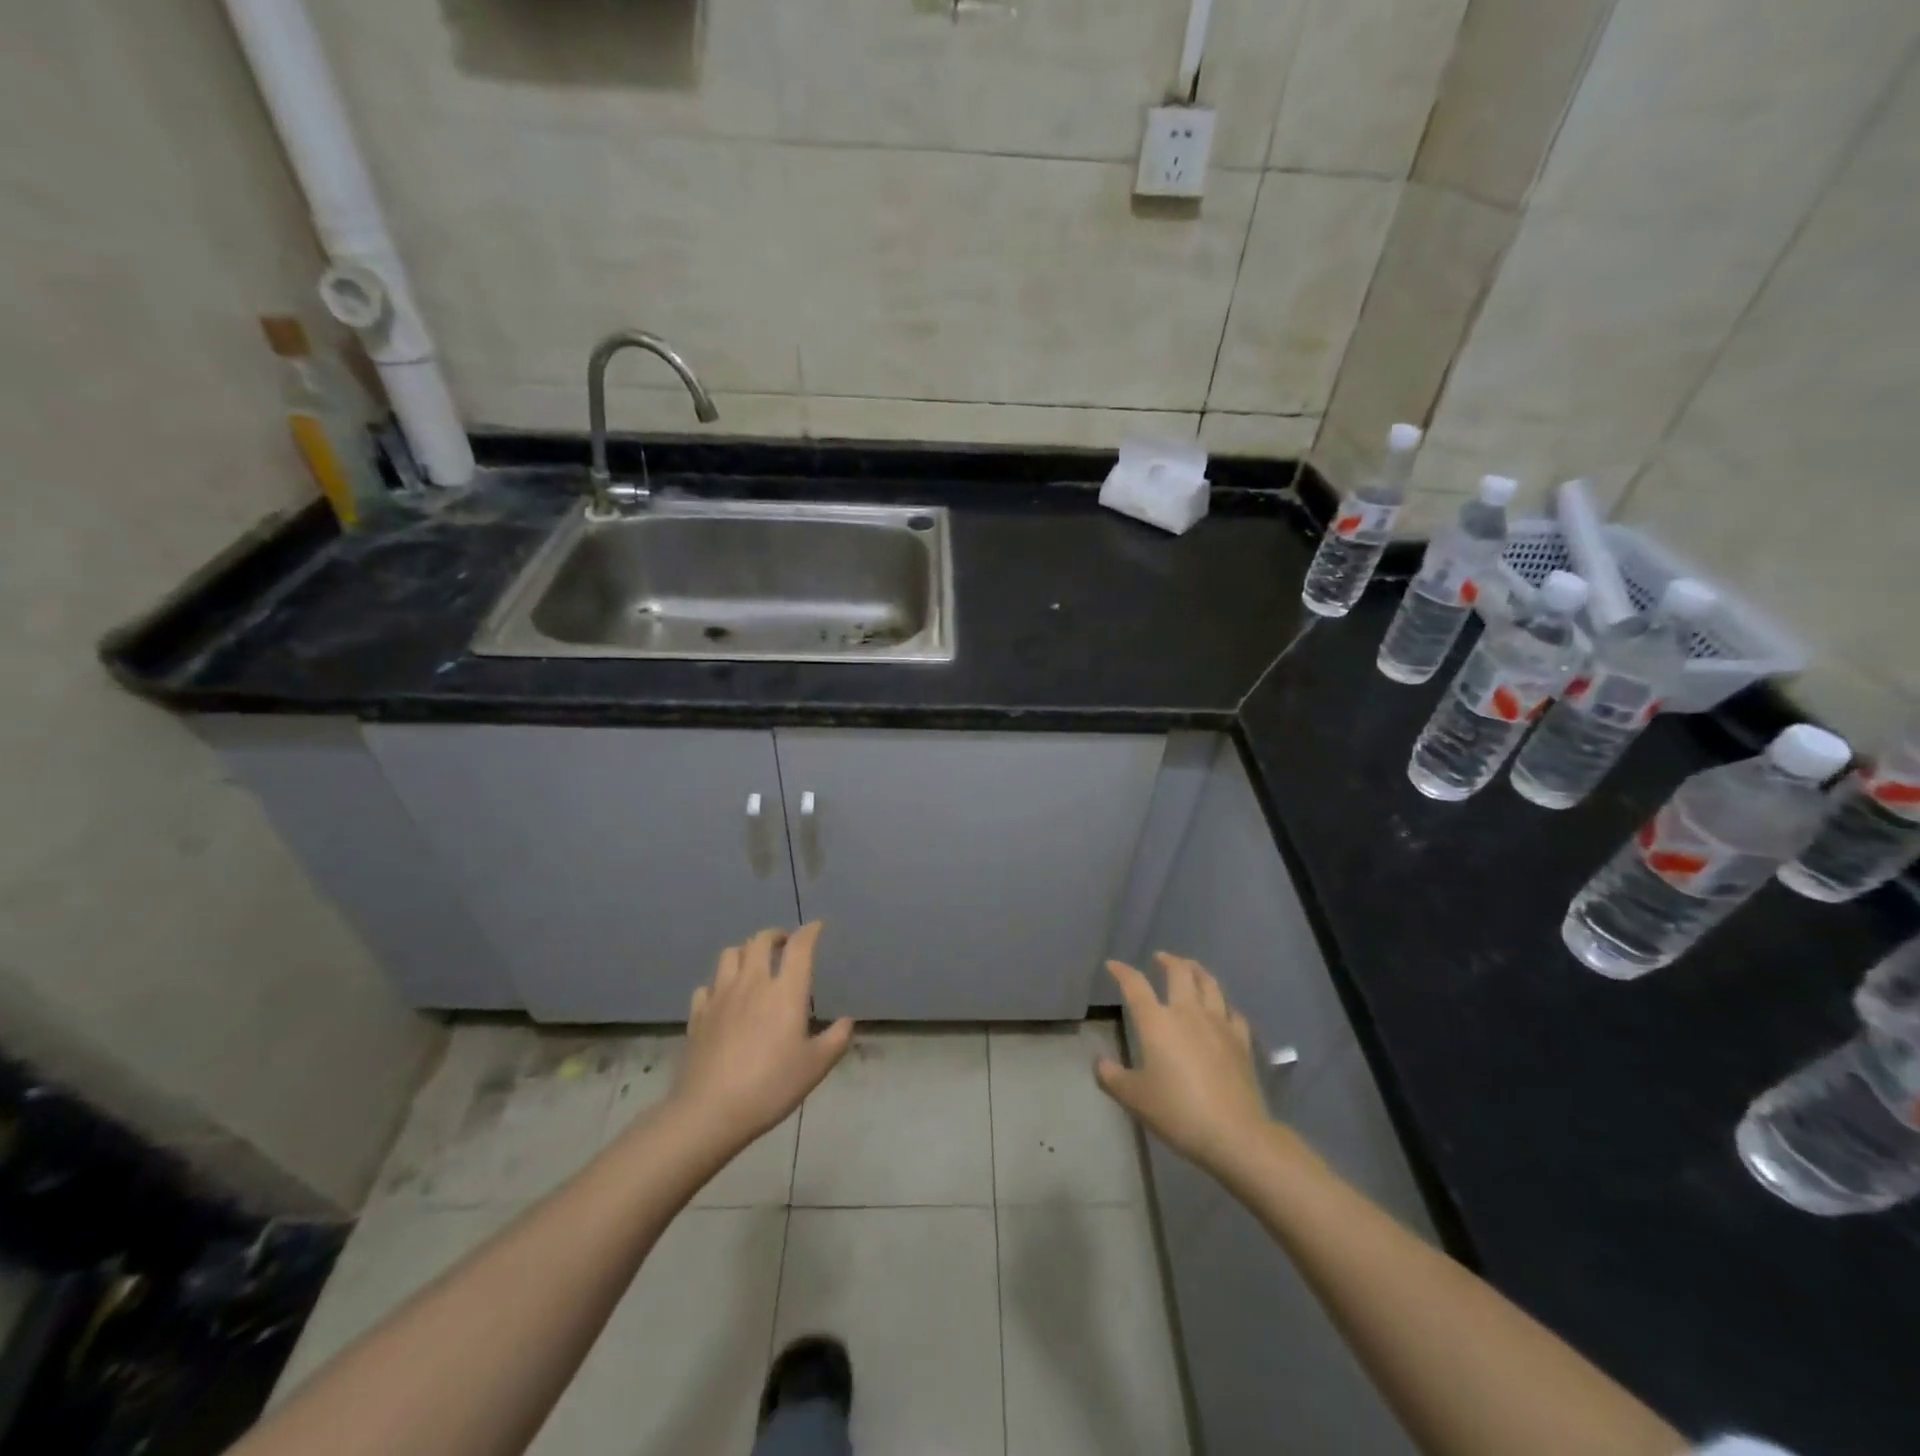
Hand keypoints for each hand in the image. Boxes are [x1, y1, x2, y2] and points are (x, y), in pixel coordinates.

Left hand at [670, 923, 853, 1147]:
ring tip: (753, 964)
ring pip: (730, 954)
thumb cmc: (771, 1086)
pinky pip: (707, 986)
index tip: (816, 927)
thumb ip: (836, 1040)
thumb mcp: (815, 1067)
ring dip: (744, 952)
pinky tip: (724, 998)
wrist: (710, 1111)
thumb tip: (848, 1021)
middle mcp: (752, 983)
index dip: (809, 932)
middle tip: (784, 944)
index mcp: (785, 991)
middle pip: (760, 941)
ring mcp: (721, 996)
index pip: (799, 947)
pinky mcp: (698, 1015)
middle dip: (775, 935)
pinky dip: (718, 984)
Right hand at [1095, 953, 1272, 1177]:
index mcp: (1157, 1022)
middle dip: (1168, 960)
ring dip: (1198, 971)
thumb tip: (1100, 1063)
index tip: (1113, 965)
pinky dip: (1224, 1005)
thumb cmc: (1178, 1111)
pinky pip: (1233, 1012)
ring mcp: (1219, 1024)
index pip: (1135, 985)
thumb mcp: (1135, 1098)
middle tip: (1160, 958)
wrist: (1235, 1134)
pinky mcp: (1241, 1041)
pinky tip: (1223, 1010)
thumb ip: (1113, 1077)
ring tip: (1191, 968)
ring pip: (1210, 984)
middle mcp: (1188, 1013)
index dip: (1123, 971)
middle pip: (1180, 972)